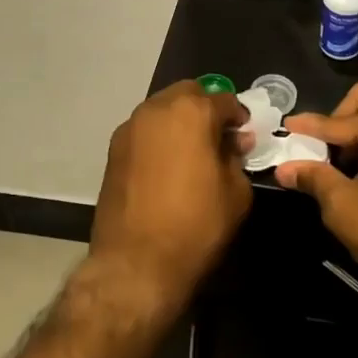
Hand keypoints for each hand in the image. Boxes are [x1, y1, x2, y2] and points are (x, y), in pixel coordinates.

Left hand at [88, 81, 252, 317]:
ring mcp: (130, 128)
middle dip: (206, 109)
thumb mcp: (235, 193)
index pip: (224, 100)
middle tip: (218, 138)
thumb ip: (237, 157)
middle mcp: (157, 108)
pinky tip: (167, 166)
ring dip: (180, 121)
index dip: (239, 117)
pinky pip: (145, 131)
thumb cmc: (195, 225)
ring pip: (162, 109)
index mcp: (192, 111)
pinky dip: (159, 137)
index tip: (244, 135)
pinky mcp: (113, 150)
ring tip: (192, 152)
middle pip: (188, 93)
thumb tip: (235, 142)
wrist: (136, 264)